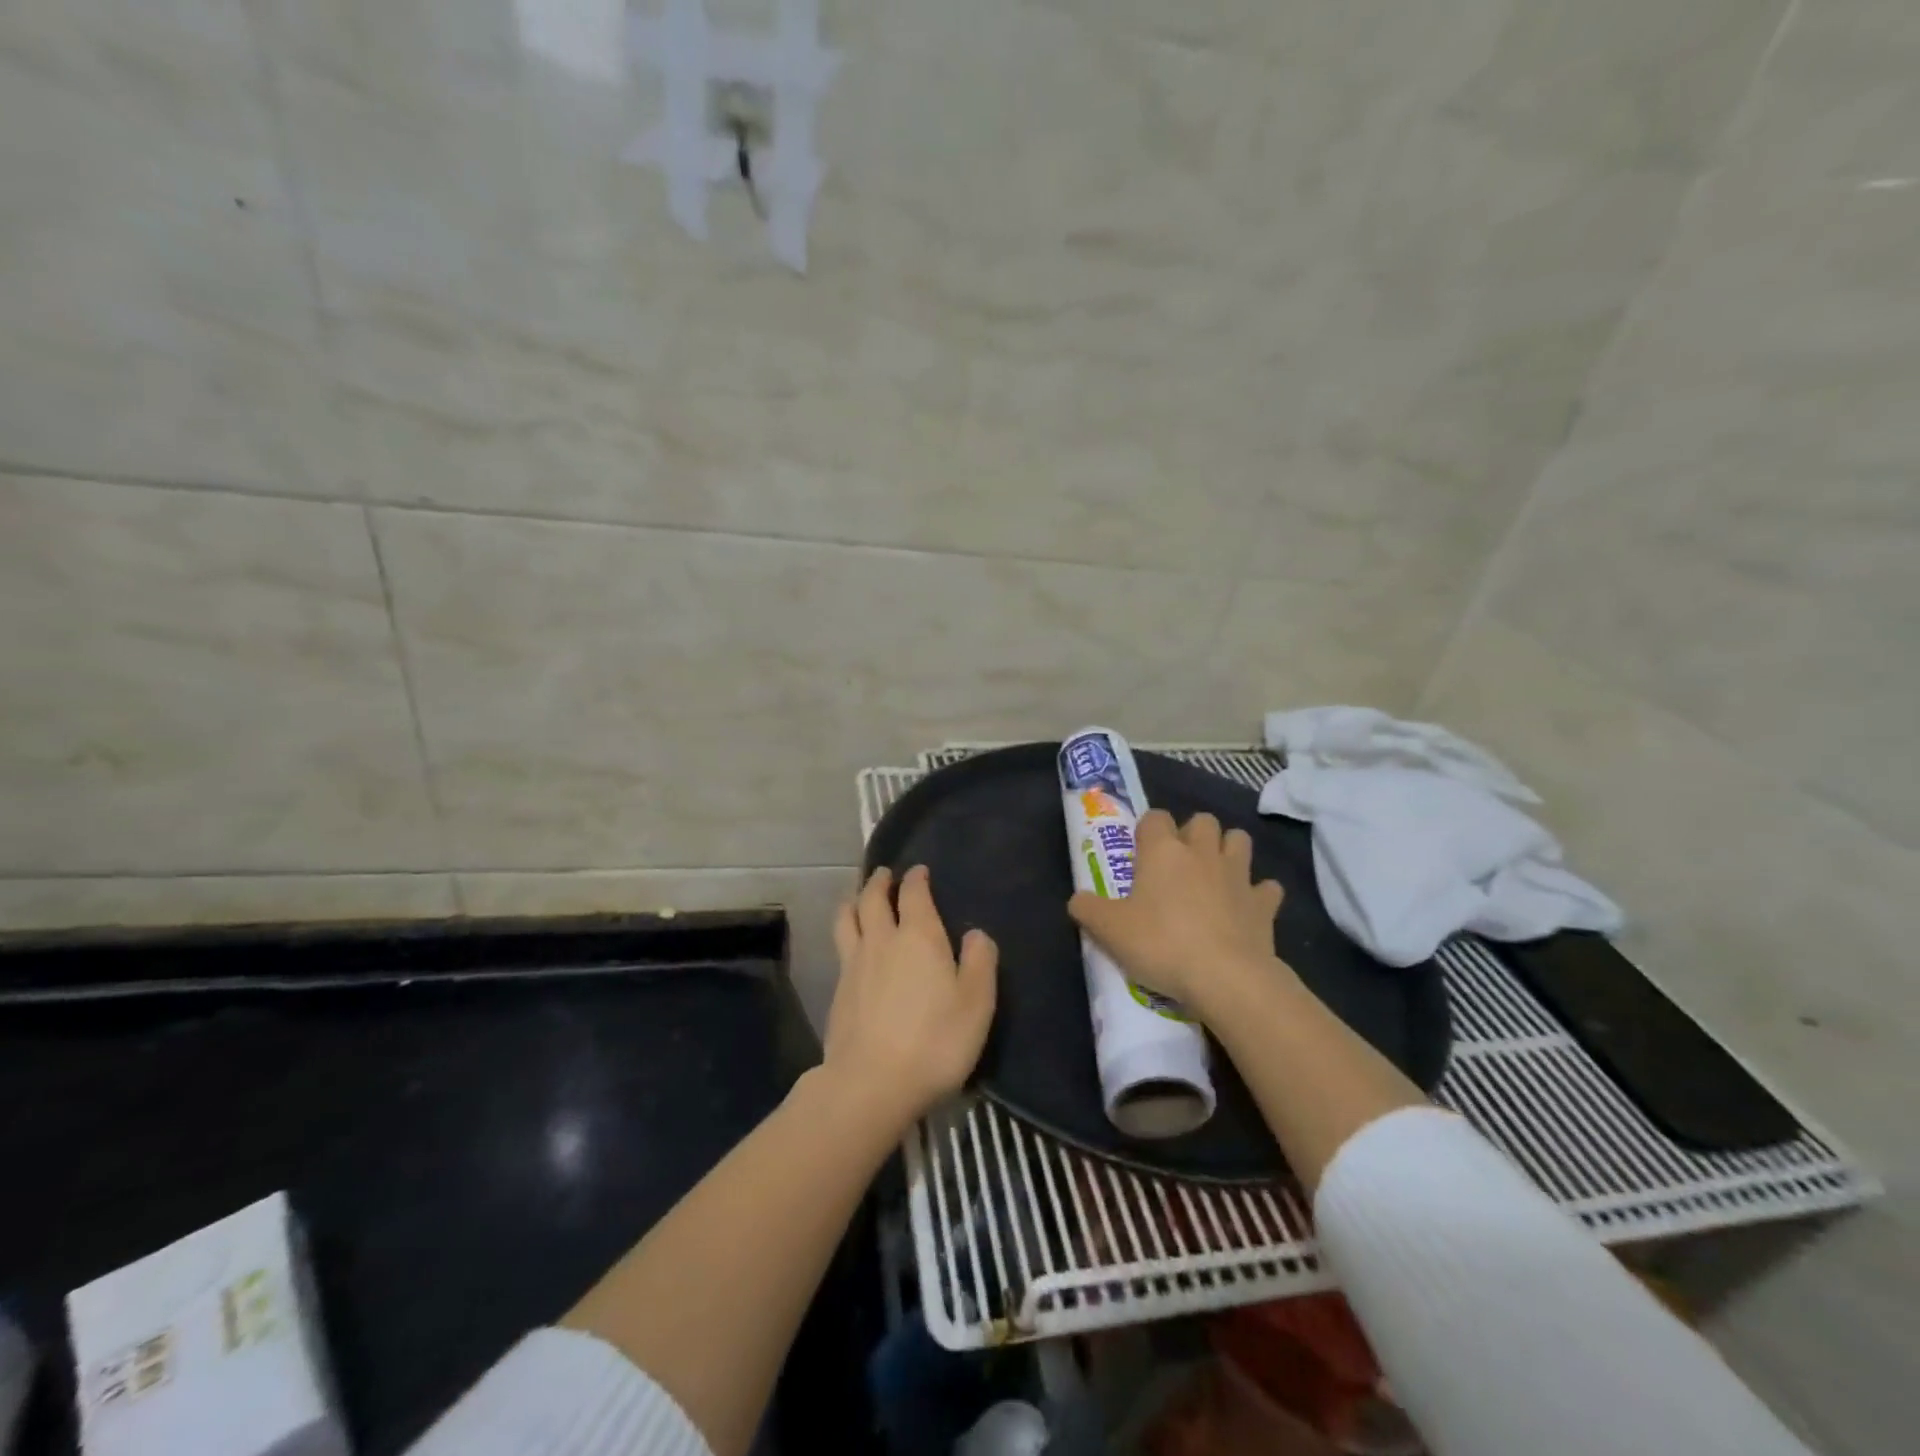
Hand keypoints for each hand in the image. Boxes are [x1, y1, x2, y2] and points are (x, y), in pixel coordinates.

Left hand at [824, 865, 997, 1128]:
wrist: (872, 1083)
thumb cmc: (935, 1041)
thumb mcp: (976, 1004)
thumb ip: (980, 963)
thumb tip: (976, 934)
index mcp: (919, 937)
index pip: (914, 894)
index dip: (916, 879)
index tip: (919, 871)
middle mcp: (882, 940)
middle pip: (873, 899)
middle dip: (879, 882)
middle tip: (884, 874)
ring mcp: (854, 964)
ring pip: (847, 919)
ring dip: (854, 901)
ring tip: (858, 897)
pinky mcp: (838, 991)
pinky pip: (840, 947)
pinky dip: (846, 933)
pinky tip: (851, 945)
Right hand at [1067, 810, 1288, 1016]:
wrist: (1226, 978)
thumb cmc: (1161, 944)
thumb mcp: (1109, 930)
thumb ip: (1087, 909)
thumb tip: (1078, 899)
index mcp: (1163, 851)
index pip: (1155, 817)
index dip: (1147, 830)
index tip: (1140, 853)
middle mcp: (1202, 852)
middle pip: (1202, 820)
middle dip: (1193, 833)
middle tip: (1178, 864)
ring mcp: (1238, 875)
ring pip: (1239, 840)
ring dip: (1228, 851)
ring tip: (1214, 875)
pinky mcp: (1264, 904)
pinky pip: (1267, 888)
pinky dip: (1258, 894)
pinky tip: (1247, 908)